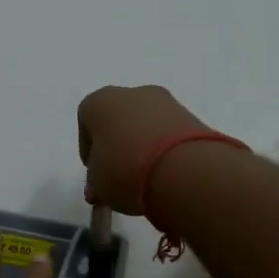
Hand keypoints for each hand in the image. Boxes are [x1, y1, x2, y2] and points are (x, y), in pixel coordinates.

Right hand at [77, 84, 209, 213]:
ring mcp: (166, 102)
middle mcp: (131, 92)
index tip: (95, 172)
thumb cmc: (125, 170)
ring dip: (143, 147)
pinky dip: (166, 150)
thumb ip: (96, 180)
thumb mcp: (98, 184)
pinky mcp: (192, 116)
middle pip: (119, 120)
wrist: (184, 170)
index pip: (86, 122)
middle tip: (119, 177)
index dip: (89, 150)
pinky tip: (166, 174)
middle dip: (118, 146)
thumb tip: (101, 185)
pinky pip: (169, 133)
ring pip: (146, 125)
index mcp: (99, 102)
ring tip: (146, 180)